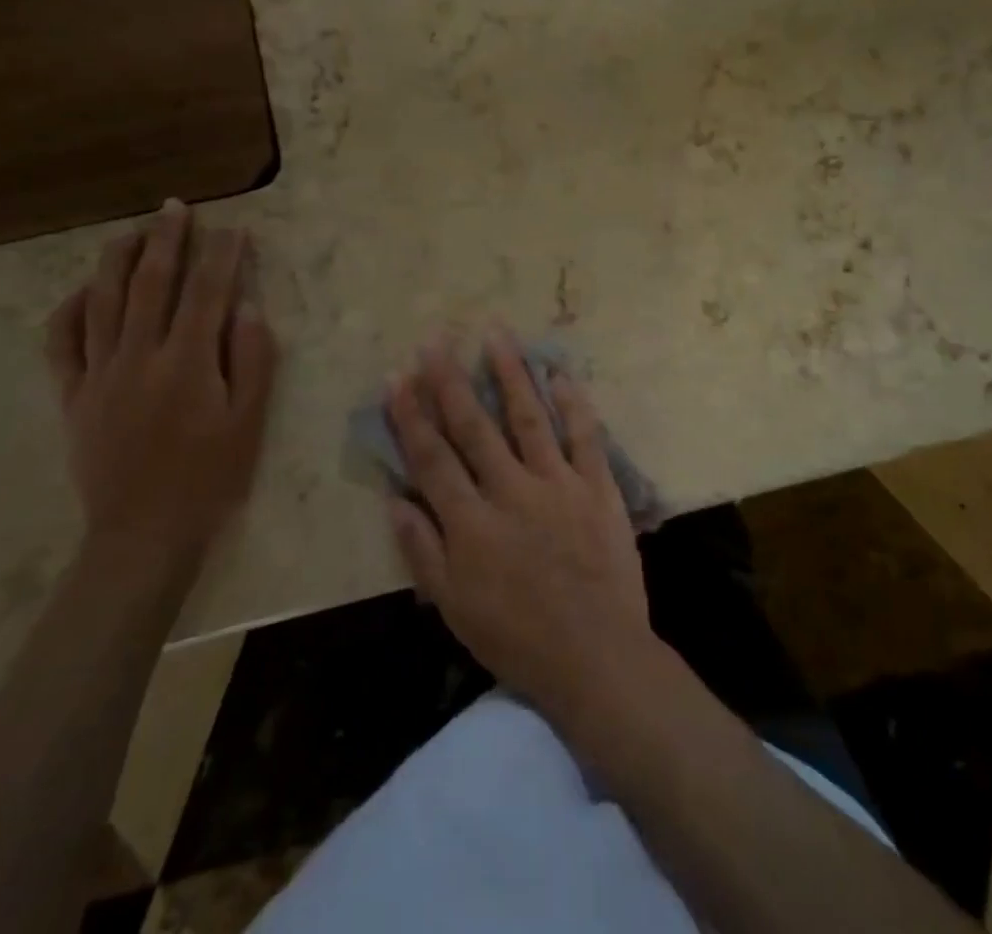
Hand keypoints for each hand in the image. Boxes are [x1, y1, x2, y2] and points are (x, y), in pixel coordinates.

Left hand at [45, 201, 278, 572]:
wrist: (143, 533)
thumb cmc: (210, 477)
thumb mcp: (250, 422)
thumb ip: (252, 360)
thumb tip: (246, 308)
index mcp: (188, 363)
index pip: (208, 293)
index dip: (223, 257)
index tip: (233, 229)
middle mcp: (140, 357)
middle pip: (152, 284)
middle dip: (166, 241)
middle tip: (175, 208)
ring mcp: (100, 375)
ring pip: (103, 302)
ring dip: (116, 260)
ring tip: (130, 231)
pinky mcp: (73, 396)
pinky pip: (62, 343)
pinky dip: (70, 310)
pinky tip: (84, 290)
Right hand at [386, 330, 655, 720]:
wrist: (596, 656)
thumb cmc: (517, 638)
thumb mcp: (454, 608)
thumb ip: (422, 551)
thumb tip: (395, 498)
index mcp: (470, 523)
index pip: (432, 457)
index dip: (410, 416)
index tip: (397, 377)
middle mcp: (509, 491)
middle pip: (473, 426)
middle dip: (450, 380)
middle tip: (436, 340)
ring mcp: (556, 484)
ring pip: (528, 417)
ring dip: (510, 373)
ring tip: (496, 334)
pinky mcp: (596, 486)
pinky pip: (584, 436)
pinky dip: (574, 403)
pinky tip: (561, 372)